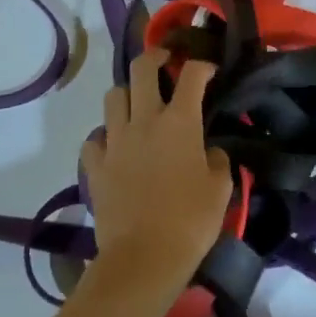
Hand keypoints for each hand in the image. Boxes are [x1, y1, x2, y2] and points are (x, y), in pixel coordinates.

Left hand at [80, 49, 234, 302]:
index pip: (192, 73)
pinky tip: (115, 146)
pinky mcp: (95, 166)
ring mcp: (115, 141)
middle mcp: (144, 120)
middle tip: (165, 62)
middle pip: (142, 68)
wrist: (143, 260)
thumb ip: (218, 160)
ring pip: (113, 96)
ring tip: (138, 105)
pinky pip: (95, 138)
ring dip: (127, 94)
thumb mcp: (221, 189)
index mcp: (180, 121)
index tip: (209, 71)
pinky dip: (105, 136)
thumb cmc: (190, 221)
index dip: (203, 65)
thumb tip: (210, 152)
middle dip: (155, 57)